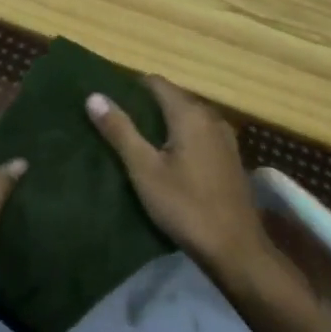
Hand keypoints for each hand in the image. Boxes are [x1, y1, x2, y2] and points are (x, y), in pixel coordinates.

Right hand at [86, 78, 272, 284]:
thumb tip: (94, 96)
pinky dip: (180, 138)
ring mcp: (224, 138)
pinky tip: (166, 160)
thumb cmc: (186, 207)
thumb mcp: (145, 170)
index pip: (156, 82)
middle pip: (172, 98)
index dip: (130, 87)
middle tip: (116, 123)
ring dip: (163, 124)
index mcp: (190, 114)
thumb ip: (120, 131)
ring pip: (186, 118)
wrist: (236, 249)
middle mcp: (211, 117)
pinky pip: (199, 135)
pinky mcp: (230, 158)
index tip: (109, 101)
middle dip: (145, 106)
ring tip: (136, 141)